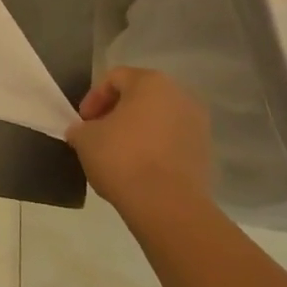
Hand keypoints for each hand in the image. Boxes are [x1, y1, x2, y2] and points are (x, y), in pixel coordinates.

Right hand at [66, 66, 212, 216]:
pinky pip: (172, 143)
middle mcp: (179, 96)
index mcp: (150, 82)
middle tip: (98, 135)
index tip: (83, 123)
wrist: (168, 207)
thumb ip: (81, 128)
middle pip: (139, 97)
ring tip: (118, 155)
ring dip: (137, 132)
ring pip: (158, 121)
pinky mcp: (205, 155)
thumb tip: (83, 132)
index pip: (114, 79)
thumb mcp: (85, 139)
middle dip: (116, 114)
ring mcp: (198, 126)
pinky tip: (139, 171)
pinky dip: (155, 150)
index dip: (93, 99)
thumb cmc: (122, 159)